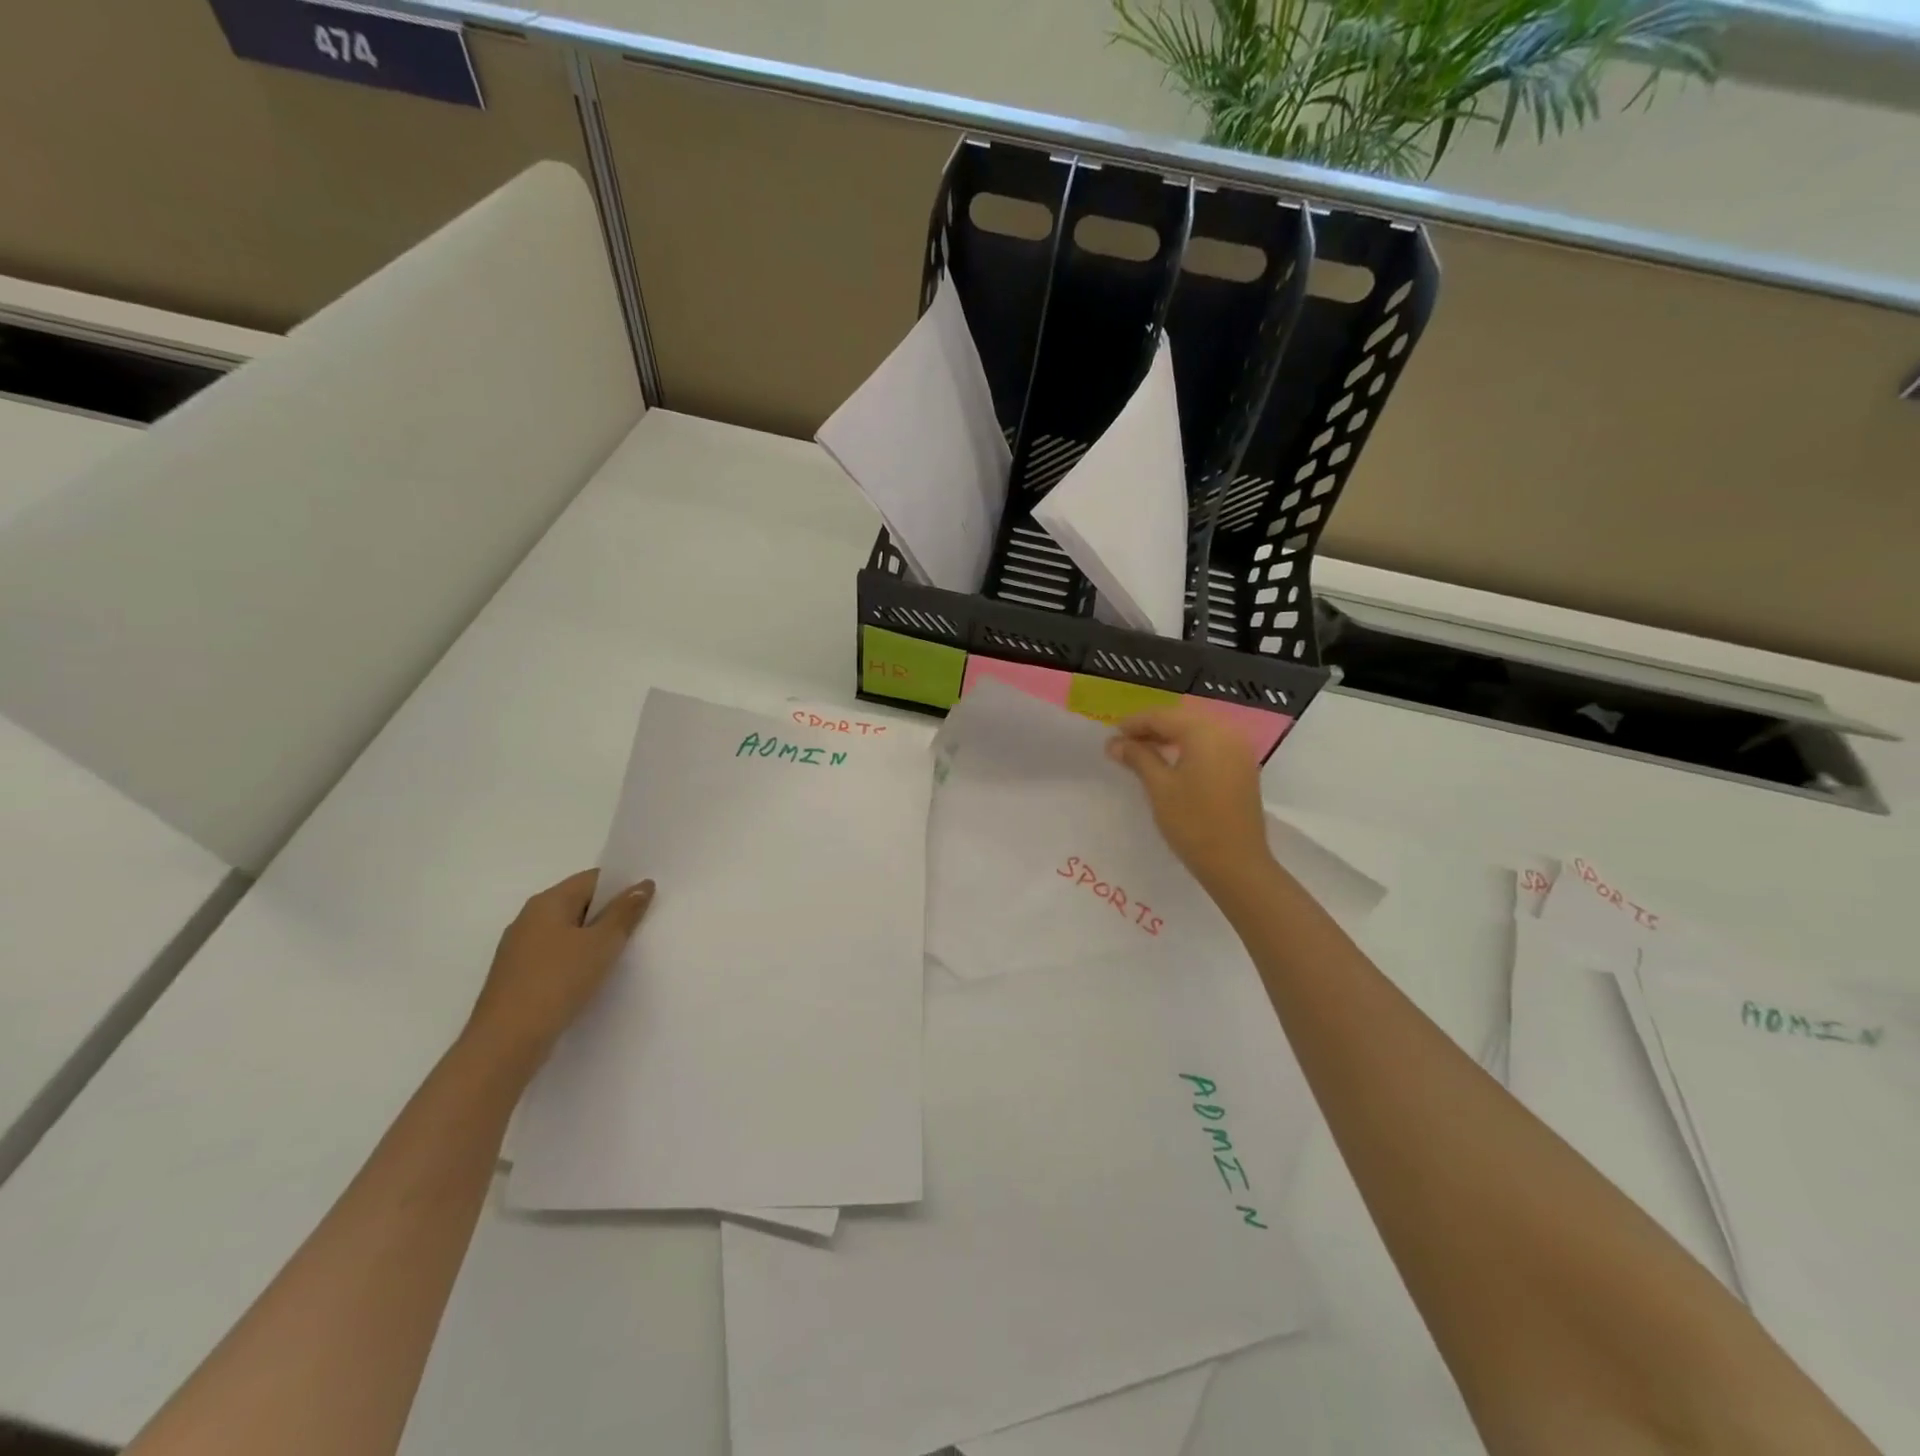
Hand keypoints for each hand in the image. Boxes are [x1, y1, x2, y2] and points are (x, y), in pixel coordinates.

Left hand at [463, 870, 654, 1076]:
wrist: (506, 1042)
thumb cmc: (558, 981)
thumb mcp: (602, 943)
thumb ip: (625, 912)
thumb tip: (642, 885)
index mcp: (547, 902)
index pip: (593, 879)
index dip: (622, 886)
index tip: (648, 902)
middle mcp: (529, 919)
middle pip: (579, 904)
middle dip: (609, 913)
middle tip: (641, 927)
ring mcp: (519, 949)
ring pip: (567, 932)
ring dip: (593, 939)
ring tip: (621, 954)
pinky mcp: (517, 977)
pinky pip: (556, 956)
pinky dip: (576, 960)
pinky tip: (591, 978)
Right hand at [1106, 706, 1272, 895]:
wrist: (1236, 863)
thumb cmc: (1193, 823)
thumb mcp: (1159, 787)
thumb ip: (1137, 757)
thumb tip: (1114, 742)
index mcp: (1206, 732)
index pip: (1163, 716)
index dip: (1135, 723)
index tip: (1111, 735)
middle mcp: (1228, 733)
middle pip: (1182, 720)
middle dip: (1152, 728)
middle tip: (1124, 743)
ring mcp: (1240, 751)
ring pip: (1198, 732)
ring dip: (1170, 738)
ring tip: (1143, 753)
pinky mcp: (1243, 768)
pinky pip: (1211, 746)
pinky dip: (1189, 749)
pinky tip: (1171, 763)